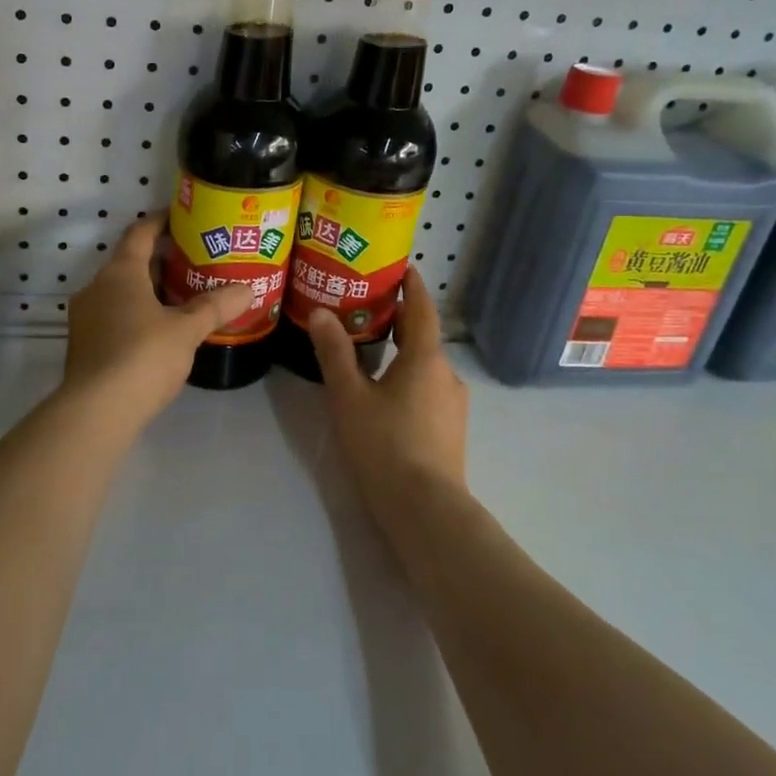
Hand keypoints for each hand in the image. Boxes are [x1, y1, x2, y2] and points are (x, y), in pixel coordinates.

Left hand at [61, 216, 253, 425]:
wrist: (96, 411)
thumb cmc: (143, 357)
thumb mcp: (187, 330)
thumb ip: (215, 307)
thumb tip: (248, 289)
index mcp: (119, 273)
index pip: (139, 233)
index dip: (160, 222)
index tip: (182, 217)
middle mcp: (96, 287)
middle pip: (130, 263)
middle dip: (161, 262)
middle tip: (195, 263)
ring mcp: (86, 318)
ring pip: (121, 293)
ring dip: (149, 291)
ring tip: (183, 298)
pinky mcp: (85, 345)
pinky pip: (114, 317)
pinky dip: (137, 315)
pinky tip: (161, 332)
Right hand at [307, 268, 468, 520]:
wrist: (425, 508)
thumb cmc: (385, 444)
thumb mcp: (350, 396)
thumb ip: (335, 353)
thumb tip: (322, 312)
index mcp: (425, 358)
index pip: (422, 308)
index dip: (411, 285)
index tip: (399, 267)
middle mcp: (446, 373)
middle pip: (424, 335)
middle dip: (400, 318)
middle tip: (368, 305)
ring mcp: (453, 403)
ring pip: (426, 364)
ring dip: (403, 350)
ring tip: (371, 348)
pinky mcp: (450, 428)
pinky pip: (429, 387)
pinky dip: (409, 375)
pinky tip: (386, 392)